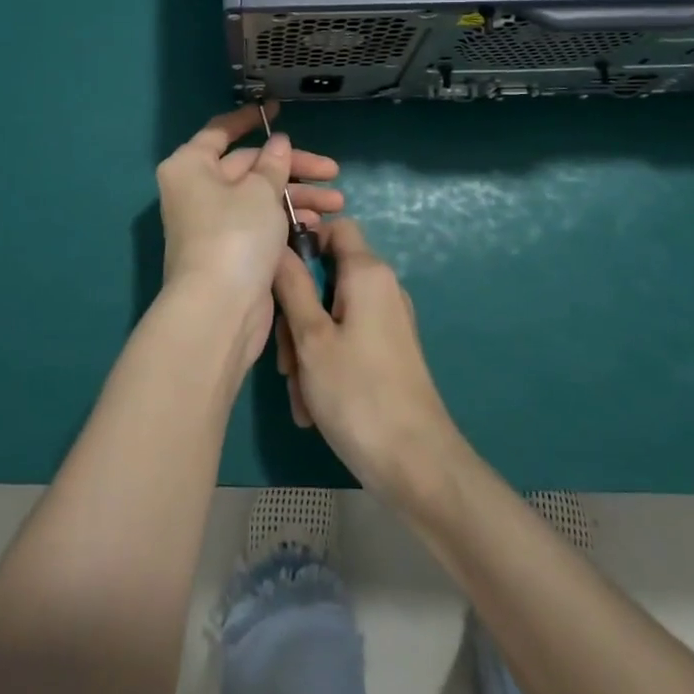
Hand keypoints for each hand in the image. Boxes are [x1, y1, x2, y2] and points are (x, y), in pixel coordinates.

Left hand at [157, 103, 342, 369]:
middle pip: (250, 166)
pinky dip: (287, 221)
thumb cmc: (235, 235)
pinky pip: (262, 223)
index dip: (250, 118)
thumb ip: (273, 163)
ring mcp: (214, 222)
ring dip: (298, 197)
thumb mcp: (260, 191)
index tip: (277, 109)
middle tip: (332, 171)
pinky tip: (318, 226)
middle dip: (293, 169)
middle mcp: (198, 189)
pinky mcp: (232, 250)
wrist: (219, 312)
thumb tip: (277, 142)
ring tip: (336, 204)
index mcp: (192, 166)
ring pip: (260, 196)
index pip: (221, 131)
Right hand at [273, 218, 464, 499]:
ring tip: (299, 392)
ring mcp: (388, 321)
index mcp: (368, 273)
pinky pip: (347, 339)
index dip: (303, 239)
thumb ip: (292, 286)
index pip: (336, 227)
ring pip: (332, 314)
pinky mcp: (389, 351)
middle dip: (297, 311)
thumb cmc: (358, 394)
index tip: (275, 272)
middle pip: (328, 276)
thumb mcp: (311, 338)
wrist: (418, 466)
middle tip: (283, 357)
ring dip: (307, 347)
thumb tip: (277, 245)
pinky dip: (327, 363)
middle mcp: (382, 288)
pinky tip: (313, 406)